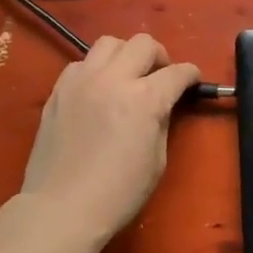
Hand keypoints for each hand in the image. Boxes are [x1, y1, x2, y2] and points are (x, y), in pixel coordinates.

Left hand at [18, 34, 199, 246]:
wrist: (61, 209)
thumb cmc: (118, 193)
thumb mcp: (157, 160)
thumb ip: (162, 122)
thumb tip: (162, 105)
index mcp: (145, 99)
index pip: (177, 72)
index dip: (191, 75)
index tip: (193, 81)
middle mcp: (114, 79)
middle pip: (144, 44)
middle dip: (160, 56)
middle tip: (160, 76)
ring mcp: (82, 81)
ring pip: (109, 42)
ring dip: (125, 54)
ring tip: (127, 75)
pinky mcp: (59, 90)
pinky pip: (81, 63)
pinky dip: (95, 69)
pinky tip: (97, 90)